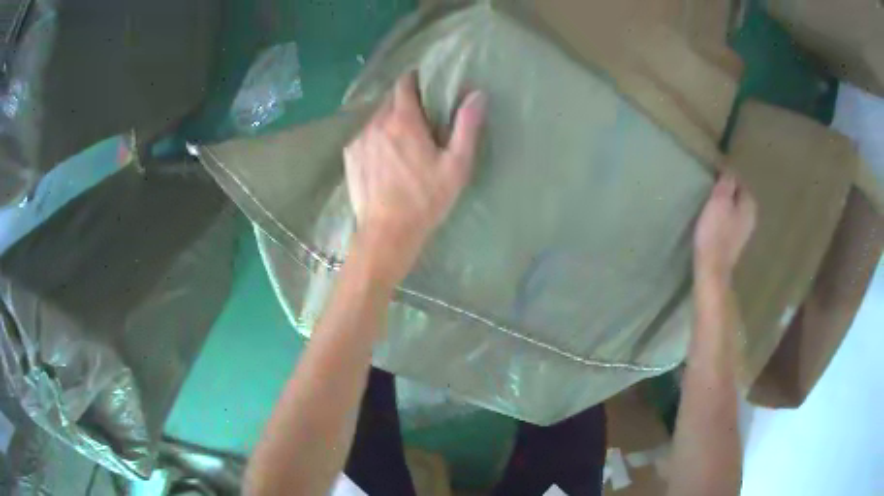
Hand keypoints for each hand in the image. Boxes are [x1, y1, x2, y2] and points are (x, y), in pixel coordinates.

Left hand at [344, 73, 486, 283]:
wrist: (387, 232)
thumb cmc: (426, 199)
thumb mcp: (456, 165)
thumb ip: (467, 127)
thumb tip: (477, 94)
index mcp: (403, 120)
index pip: (404, 84)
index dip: (415, 80)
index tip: (425, 86)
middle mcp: (376, 123)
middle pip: (389, 99)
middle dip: (404, 102)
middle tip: (420, 119)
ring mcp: (359, 139)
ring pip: (375, 117)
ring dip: (388, 120)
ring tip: (401, 139)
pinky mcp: (350, 155)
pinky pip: (364, 134)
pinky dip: (375, 136)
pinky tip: (384, 156)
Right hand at [694, 173, 756, 284]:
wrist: (712, 268)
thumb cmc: (716, 232)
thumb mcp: (719, 201)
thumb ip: (726, 184)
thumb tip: (730, 172)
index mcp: (749, 205)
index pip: (740, 183)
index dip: (728, 177)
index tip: (714, 176)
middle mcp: (750, 218)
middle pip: (739, 198)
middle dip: (728, 192)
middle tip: (711, 189)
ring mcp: (743, 233)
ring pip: (735, 211)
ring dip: (725, 206)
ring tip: (710, 204)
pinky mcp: (734, 245)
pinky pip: (730, 224)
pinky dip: (723, 219)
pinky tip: (713, 221)